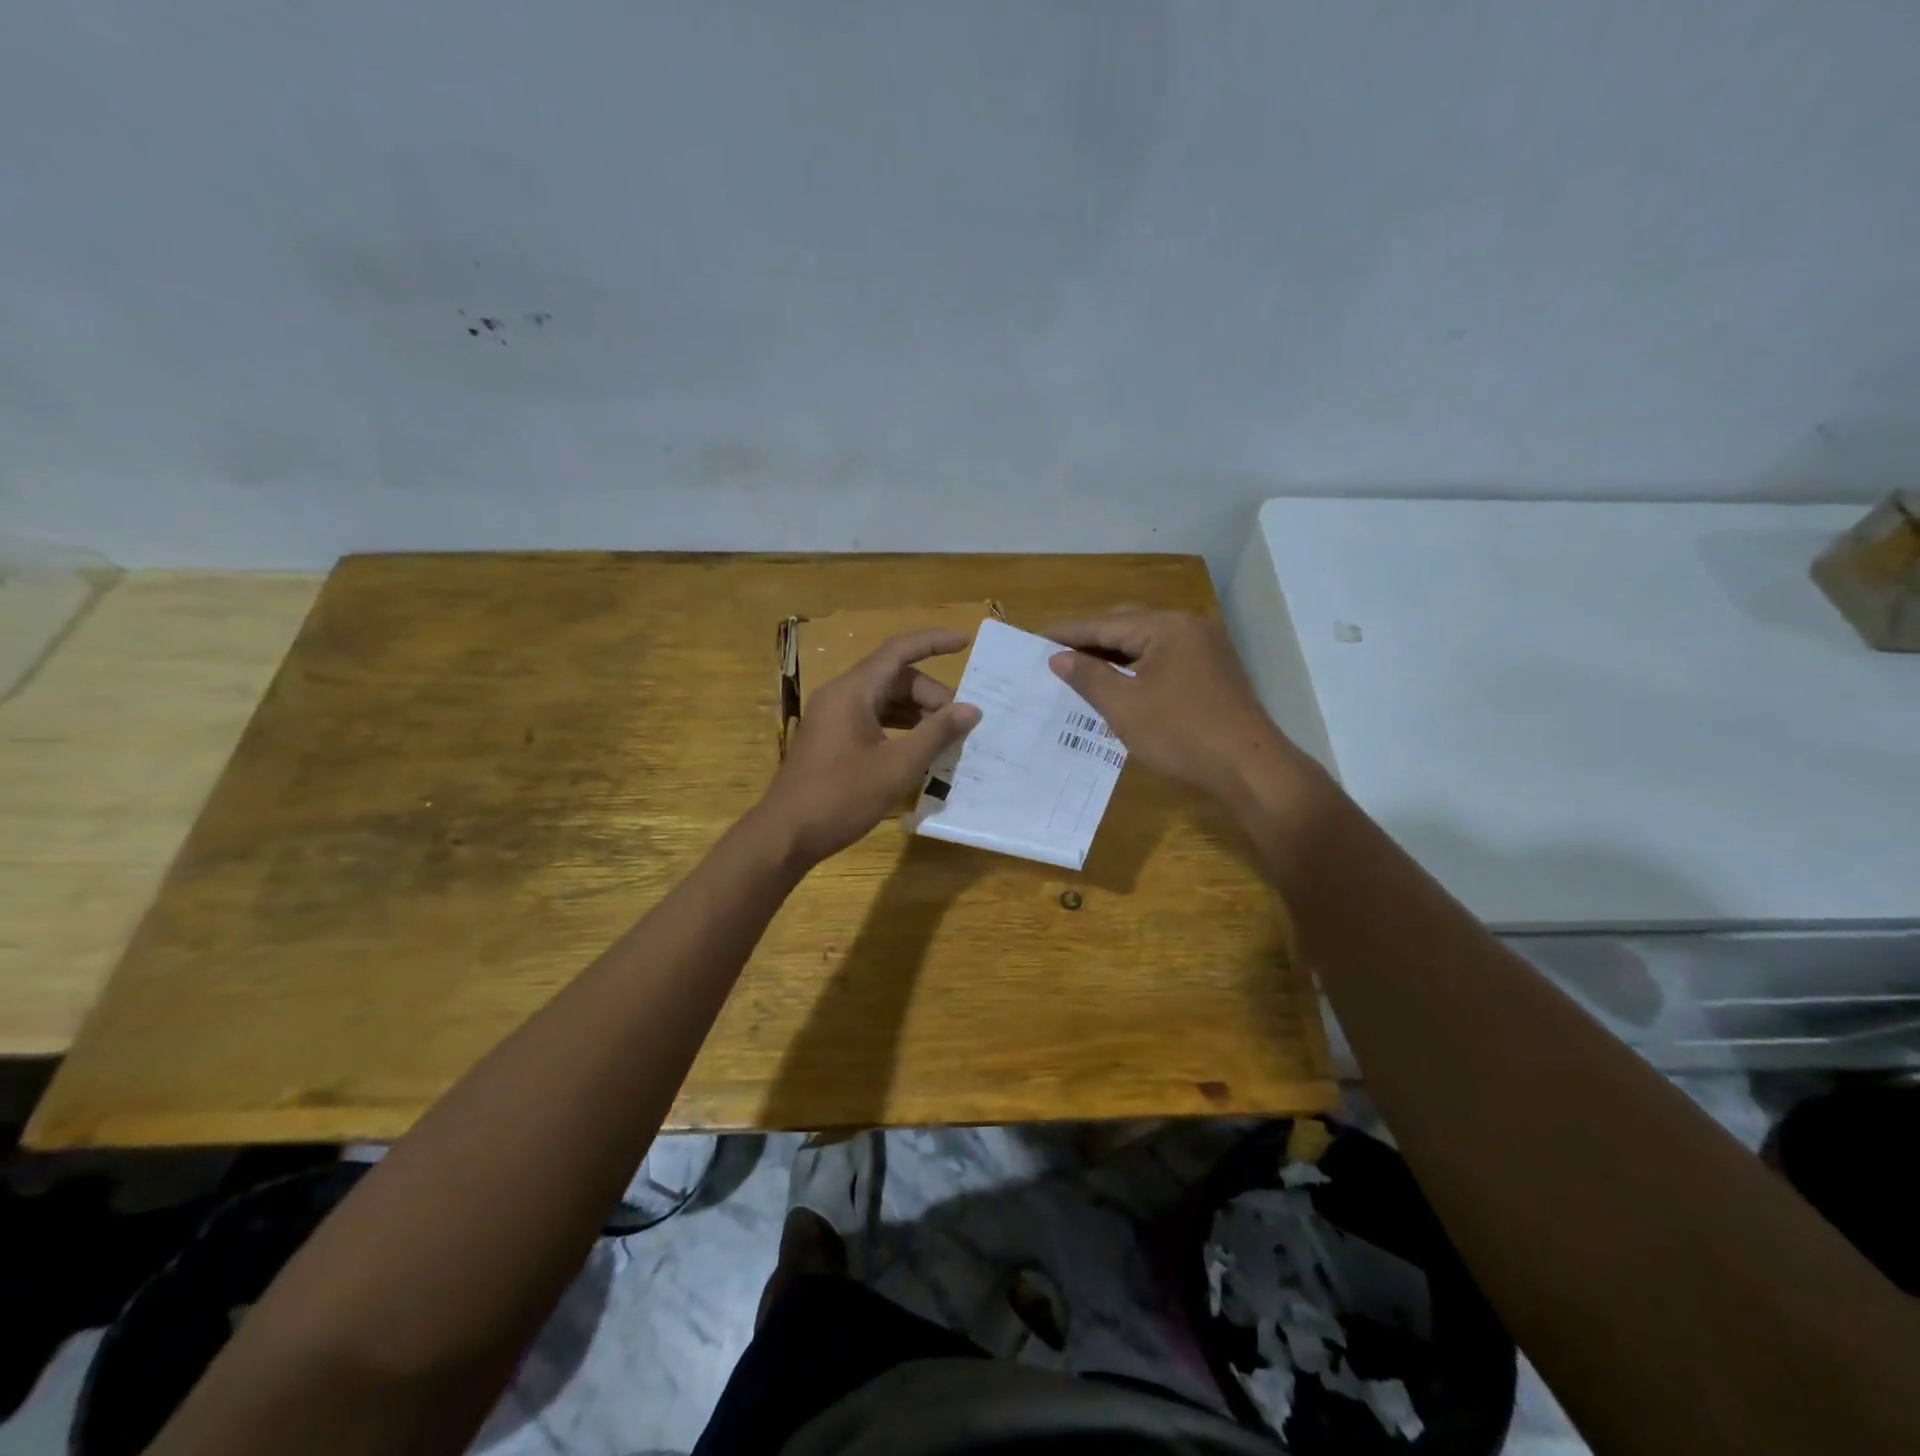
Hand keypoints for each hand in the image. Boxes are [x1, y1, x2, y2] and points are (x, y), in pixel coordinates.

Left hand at [758, 629, 982, 866]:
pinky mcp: (833, 739)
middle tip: (960, 723)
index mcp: (852, 691)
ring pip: (885, 700)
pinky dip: (900, 728)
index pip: (899, 651)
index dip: (934, 642)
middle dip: (931, 694)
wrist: (786, 835)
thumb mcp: (897, 767)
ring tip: (947, 737)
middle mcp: (841, 696)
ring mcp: (834, 718)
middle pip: (895, 678)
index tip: (966, 642)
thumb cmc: (841, 797)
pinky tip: (920, 750)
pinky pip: (874, 719)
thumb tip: (971, 709)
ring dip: (918, 713)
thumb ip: (936, 734)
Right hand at [1044, 609, 1324, 806]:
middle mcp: (1189, 627)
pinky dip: (1137, 665)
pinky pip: (1165, 657)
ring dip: (1114, 652)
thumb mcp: (1124, 707)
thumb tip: (1058, 657)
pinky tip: (1120, 680)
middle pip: (1129, 625)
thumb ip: (1089, 677)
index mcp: (1167, 627)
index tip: (1035, 637)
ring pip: (1148, 642)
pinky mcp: (1214, 671)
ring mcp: (1207, 648)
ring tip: (1081, 665)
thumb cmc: (1181, 734)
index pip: (1106, 623)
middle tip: (1055, 651)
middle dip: (1091, 638)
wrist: (1249, 768)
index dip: (1069, 632)